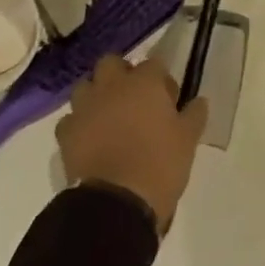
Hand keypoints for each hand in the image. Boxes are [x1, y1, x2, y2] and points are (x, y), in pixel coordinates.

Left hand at [56, 56, 207, 233]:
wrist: (117, 202)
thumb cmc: (160, 164)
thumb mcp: (188, 140)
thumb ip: (194, 114)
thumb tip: (199, 101)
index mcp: (144, 83)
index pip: (154, 64)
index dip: (161, 80)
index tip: (168, 100)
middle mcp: (111, 87)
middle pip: (111, 63)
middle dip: (121, 74)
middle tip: (134, 100)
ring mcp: (85, 108)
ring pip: (85, 86)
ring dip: (96, 95)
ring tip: (109, 118)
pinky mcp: (65, 134)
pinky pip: (71, 119)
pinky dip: (79, 124)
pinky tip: (90, 140)